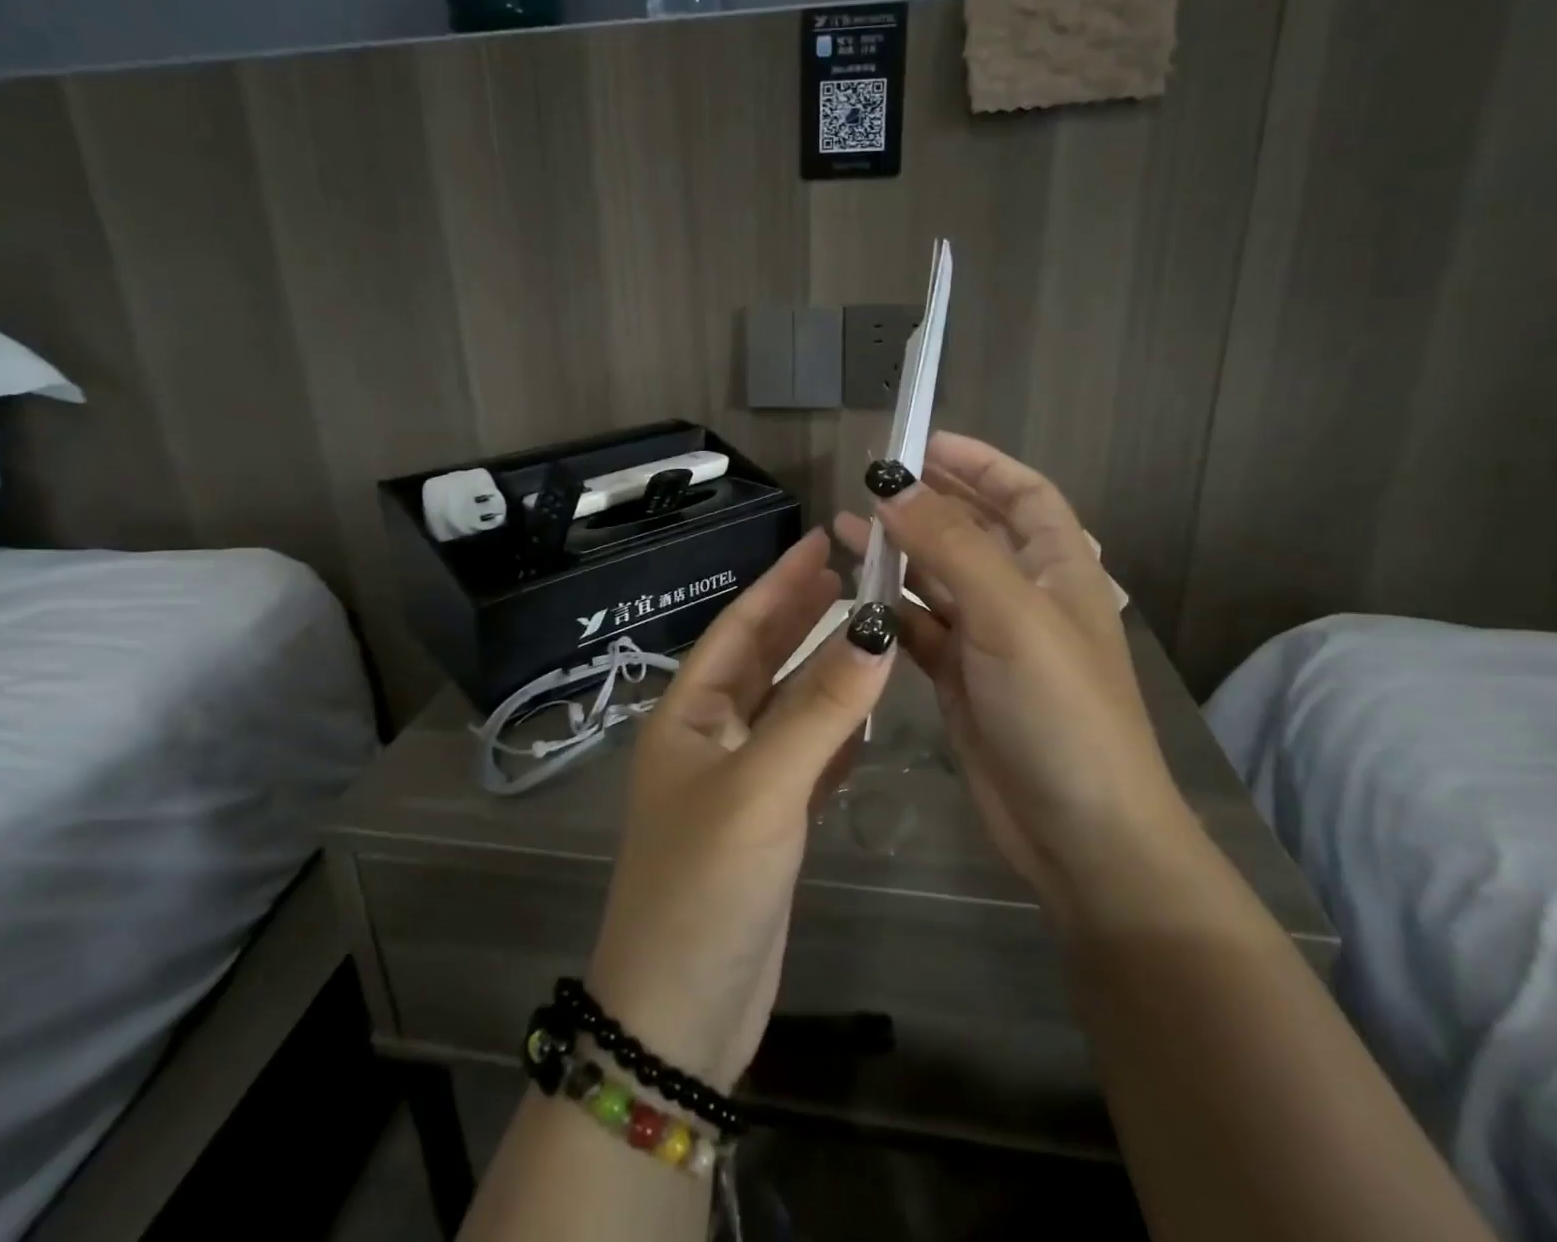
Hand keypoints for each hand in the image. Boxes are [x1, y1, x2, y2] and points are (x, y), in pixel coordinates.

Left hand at [586, 529, 895, 1089]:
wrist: (681, 1017)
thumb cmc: (705, 884)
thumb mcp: (762, 788)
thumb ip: (820, 711)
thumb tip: (875, 629)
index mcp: (687, 715)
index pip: (738, 628)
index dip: (779, 583)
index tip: (823, 540)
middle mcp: (709, 738)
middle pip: (763, 660)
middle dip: (802, 614)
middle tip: (853, 570)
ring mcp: (739, 782)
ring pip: (789, 707)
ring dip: (823, 668)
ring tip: (867, 624)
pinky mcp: (769, 823)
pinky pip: (807, 756)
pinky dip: (835, 729)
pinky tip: (866, 711)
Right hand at [834, 433, 1186, 909]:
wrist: (1081, 834)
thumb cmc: (1060, 710)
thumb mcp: (1009, 615)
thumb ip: (950, 546)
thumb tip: (894, 485)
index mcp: (1058, 569)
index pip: (1023, 494)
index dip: (980, 463)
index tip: (924, 443)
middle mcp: (1024, 597)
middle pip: (973, 531)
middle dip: (928, 503)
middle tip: (871, 482)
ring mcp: (990, 641)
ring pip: (937, 579)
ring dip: (897, 553)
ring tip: (844, 527)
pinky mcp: (961, 680)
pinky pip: (919, 628)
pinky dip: (888, 608)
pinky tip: (852, 594)